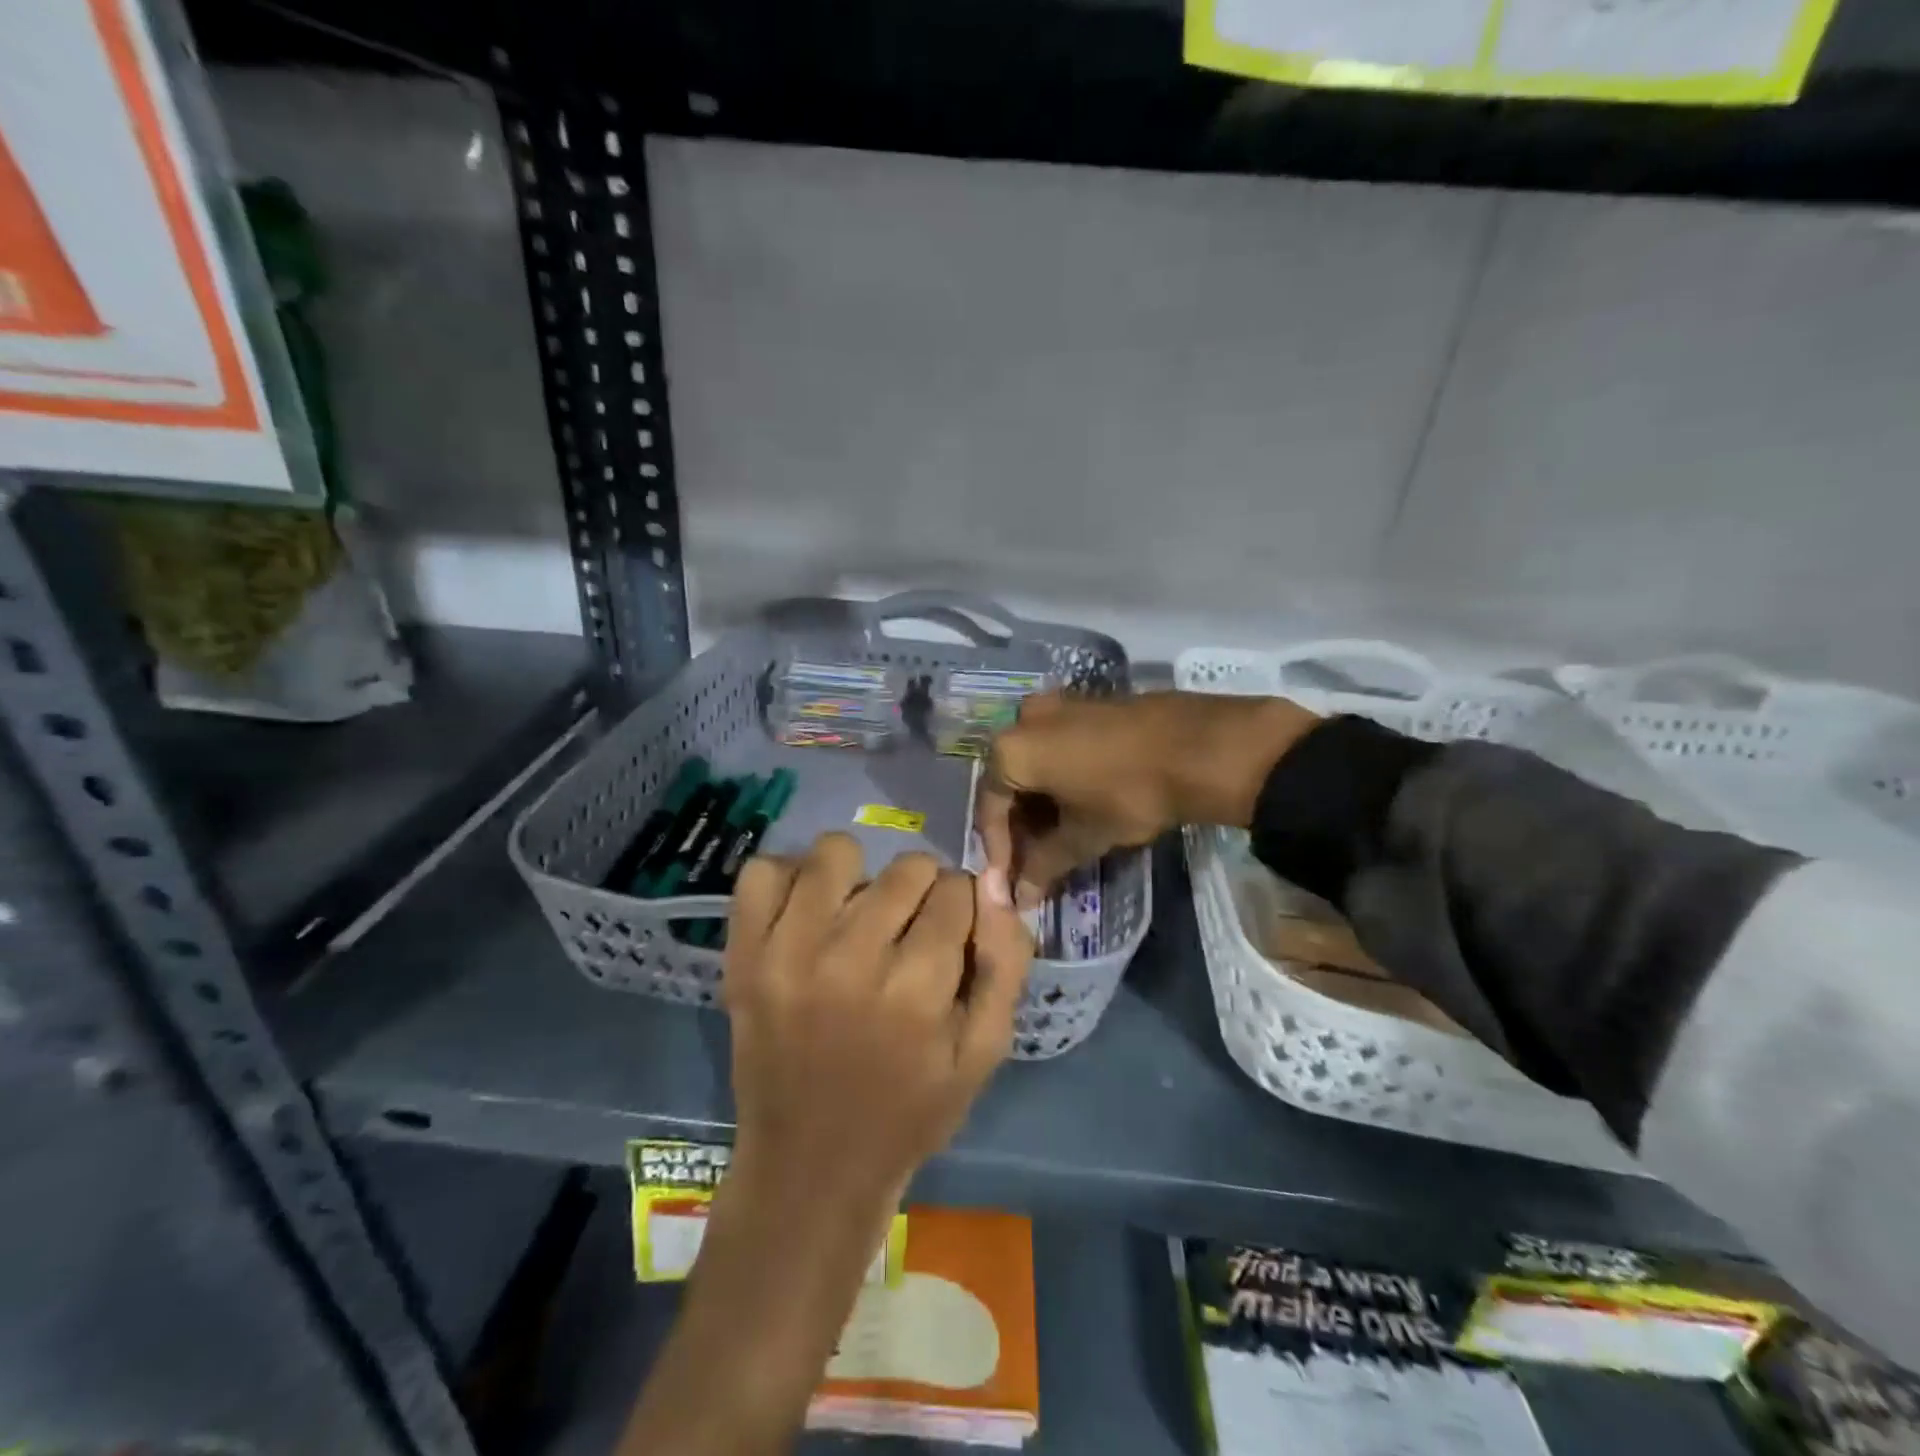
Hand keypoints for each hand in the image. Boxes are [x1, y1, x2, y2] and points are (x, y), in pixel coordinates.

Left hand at [621, 840, 1029, 1455]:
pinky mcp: (743, 956)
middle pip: (907, 868)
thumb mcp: (982, 1053)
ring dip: (859, 877)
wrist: (809, 1166)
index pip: (957, 891)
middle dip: (921, 892)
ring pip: (837, 852)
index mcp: (915, 992)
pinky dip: (789, 880)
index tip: (950, 938)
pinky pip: (761, 870)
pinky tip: (806, 915)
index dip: (962, 909)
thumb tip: (992, 881)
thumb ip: (1004, 963)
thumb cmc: (909, 1112)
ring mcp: (786, 954)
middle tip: (906, 934)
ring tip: (856, 917)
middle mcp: (849, 961)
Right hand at [977, 690, 1319, 906]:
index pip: (989, 808)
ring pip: (1035, 763)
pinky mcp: (1087, 703)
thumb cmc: (1129, 794)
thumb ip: (1044, 867)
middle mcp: (1023, 719)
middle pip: (1010, 782)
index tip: (1011, 881)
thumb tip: (1020, 898)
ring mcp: (1057, 705)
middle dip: (1020, 827)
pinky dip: (1059, 778)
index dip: (999, 850)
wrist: (1200, 746)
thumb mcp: (1083, 837)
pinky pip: (1057, 746)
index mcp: (1011, 750)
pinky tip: (1078, 805)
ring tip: (1058, 839)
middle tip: (1035, 863)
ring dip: (1040, 804)